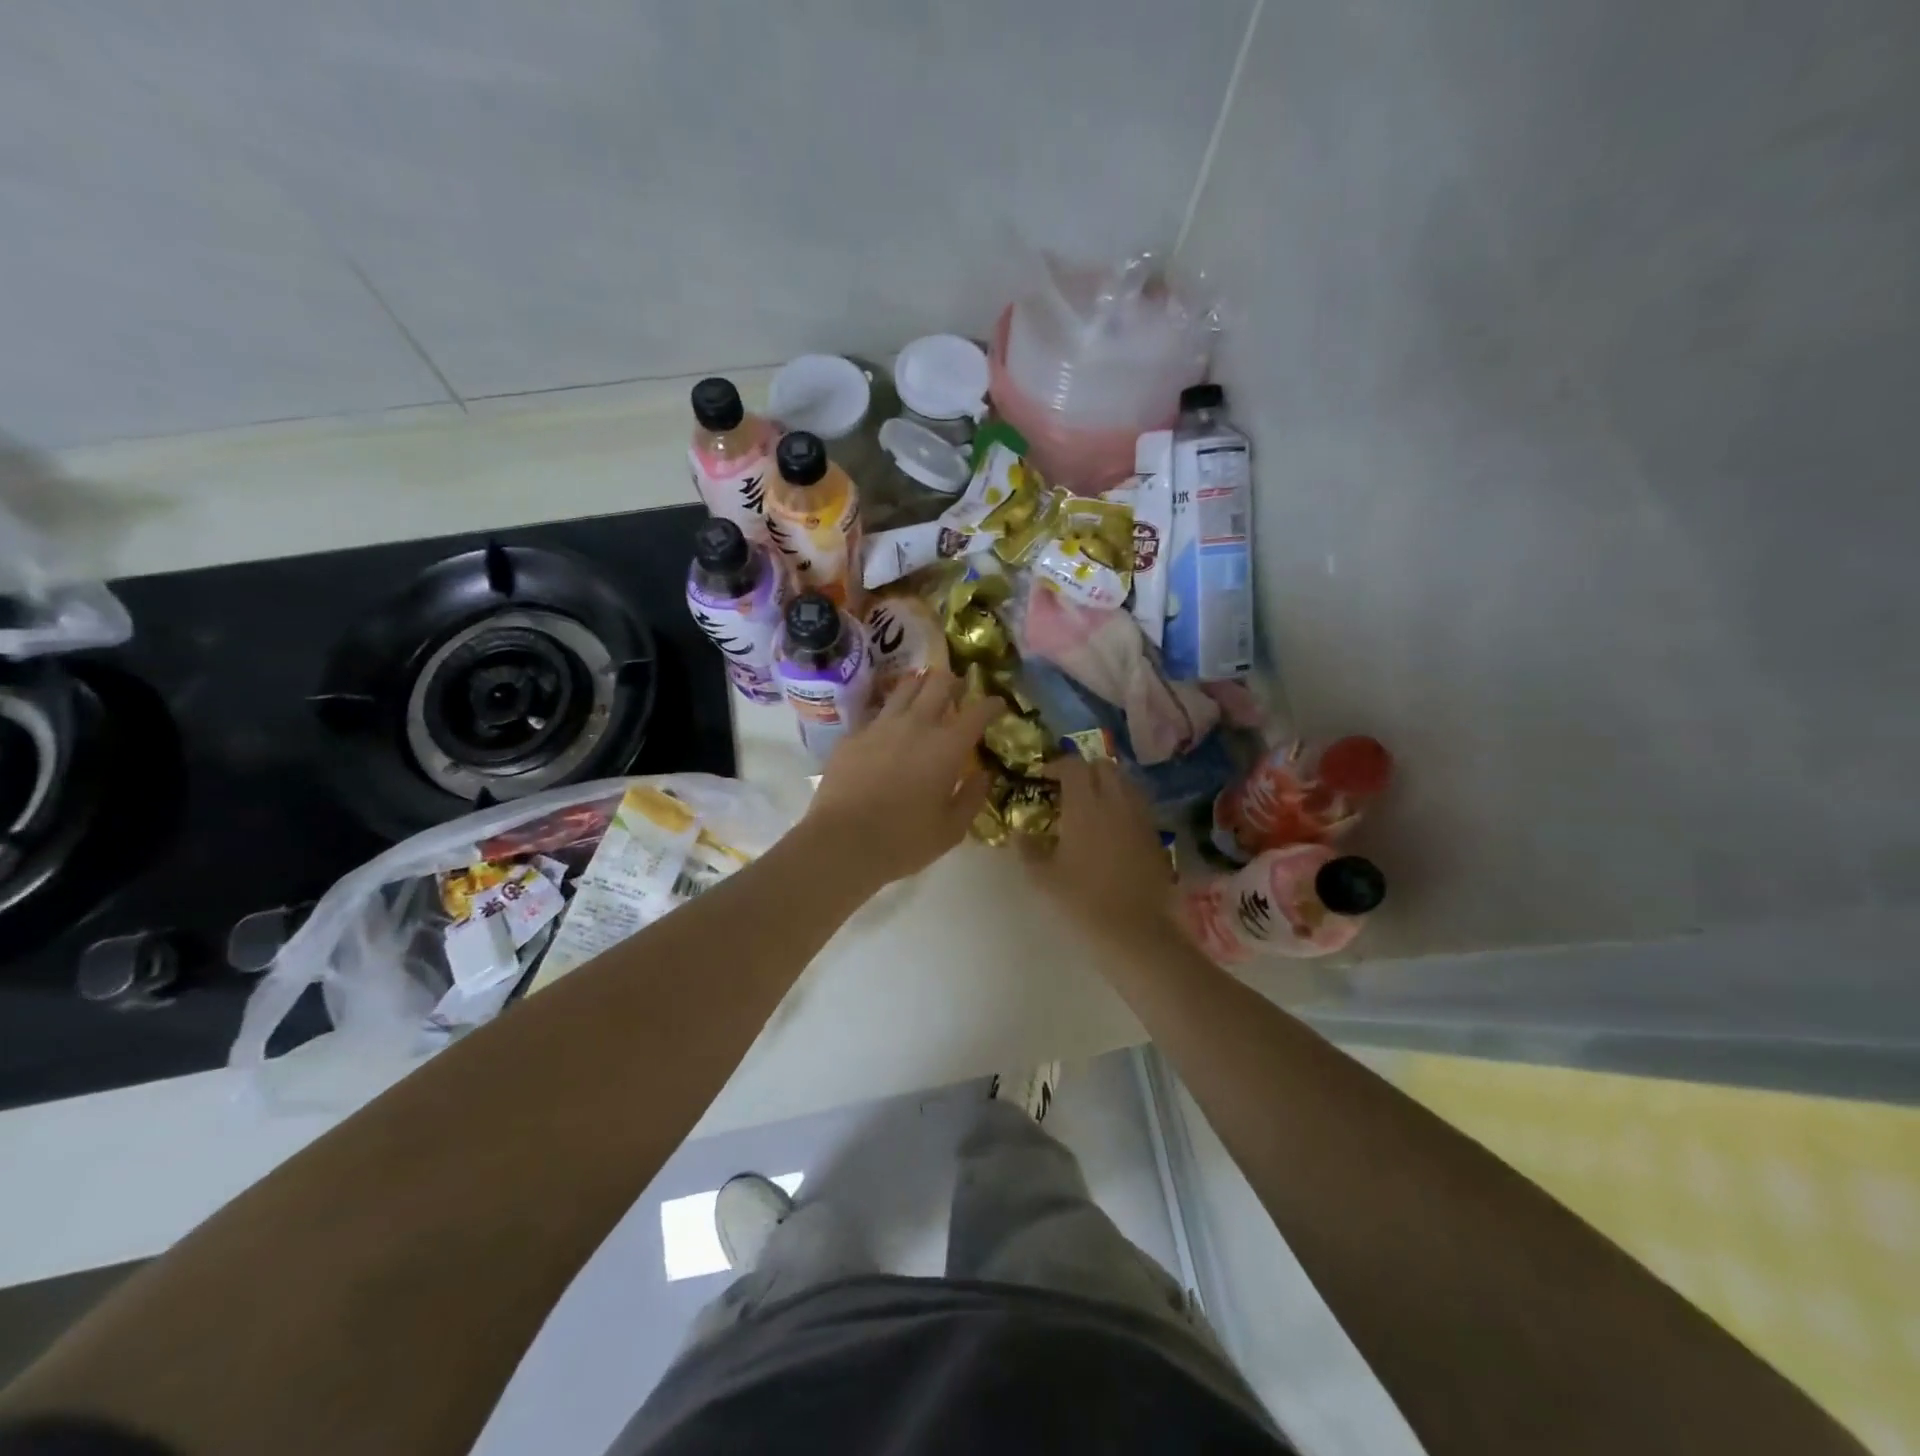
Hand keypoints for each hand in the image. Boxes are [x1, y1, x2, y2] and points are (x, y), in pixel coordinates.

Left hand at [805, 670, 998, 884]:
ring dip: (920, 687)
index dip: (992, 704)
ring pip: (904, 688)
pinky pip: (876, 715)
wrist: (841, 842)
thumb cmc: (903, 841)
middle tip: (958, 689)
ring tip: (923, 694)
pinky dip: (889, 716)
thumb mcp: (950, 830)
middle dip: (953, 681)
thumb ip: (972, 798)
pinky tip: (888, 731)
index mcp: (947, 746)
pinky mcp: (852, 736)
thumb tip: (984, 775)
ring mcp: (880, 726)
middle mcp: (915, 725)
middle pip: (938, 683)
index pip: (978, 711)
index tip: (998, 705)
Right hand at [1024, 756, 1177, 947]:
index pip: (1073, 765)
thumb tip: (1020, 832)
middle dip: (1084, 769)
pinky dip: (1123, 804)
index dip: (1057, 765)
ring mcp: (1139, 817)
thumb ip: (1028, 849)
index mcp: (1084, 805)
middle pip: (1103, 766)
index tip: (1043, 777)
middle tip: (1067, 788)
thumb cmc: (1082, 901)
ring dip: (1106, 784)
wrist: (1134, 931)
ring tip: (1091, 804)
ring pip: (1125, 782)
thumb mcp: (1043, 878)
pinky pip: (1137, 805)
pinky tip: (1111, 828)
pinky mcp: (1154, 835)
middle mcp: (1115, 802)